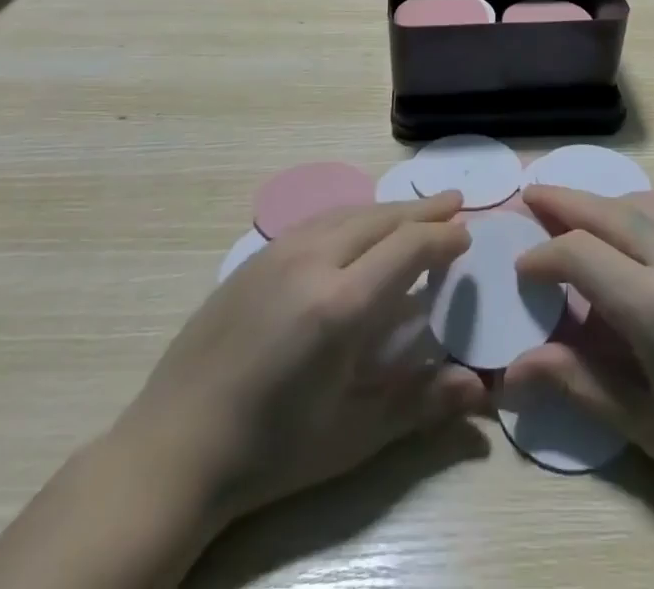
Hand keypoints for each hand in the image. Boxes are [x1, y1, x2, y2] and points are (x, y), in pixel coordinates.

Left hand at [114, 192, 487, 531]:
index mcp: (340, 305)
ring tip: (414, 209)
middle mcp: (312, 261)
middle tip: (454, 202)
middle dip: (422, 211)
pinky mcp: (255, 258)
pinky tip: (357, 226)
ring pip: (348, 212)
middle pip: (380, 219)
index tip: (467, 233)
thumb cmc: (270, 452)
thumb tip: (481, 387)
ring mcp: (279, 253)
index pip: (407, 249)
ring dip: (387, 209)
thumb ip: (419, 404)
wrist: (172, 449)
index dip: (442, 237)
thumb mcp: (351, 437)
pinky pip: (317, 221)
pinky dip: (352, 215)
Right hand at [508, 187, 653, 588]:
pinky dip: (631, 214)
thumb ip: (575, 380)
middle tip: (529, 195)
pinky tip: (620, 231)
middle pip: (610, 212)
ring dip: (600, 202)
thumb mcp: (640, 422)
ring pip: (640, 208)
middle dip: (564, 200)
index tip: (520, 268)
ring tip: (567, 205)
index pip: (581, 253)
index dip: (543, 255)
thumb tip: (510, 370)